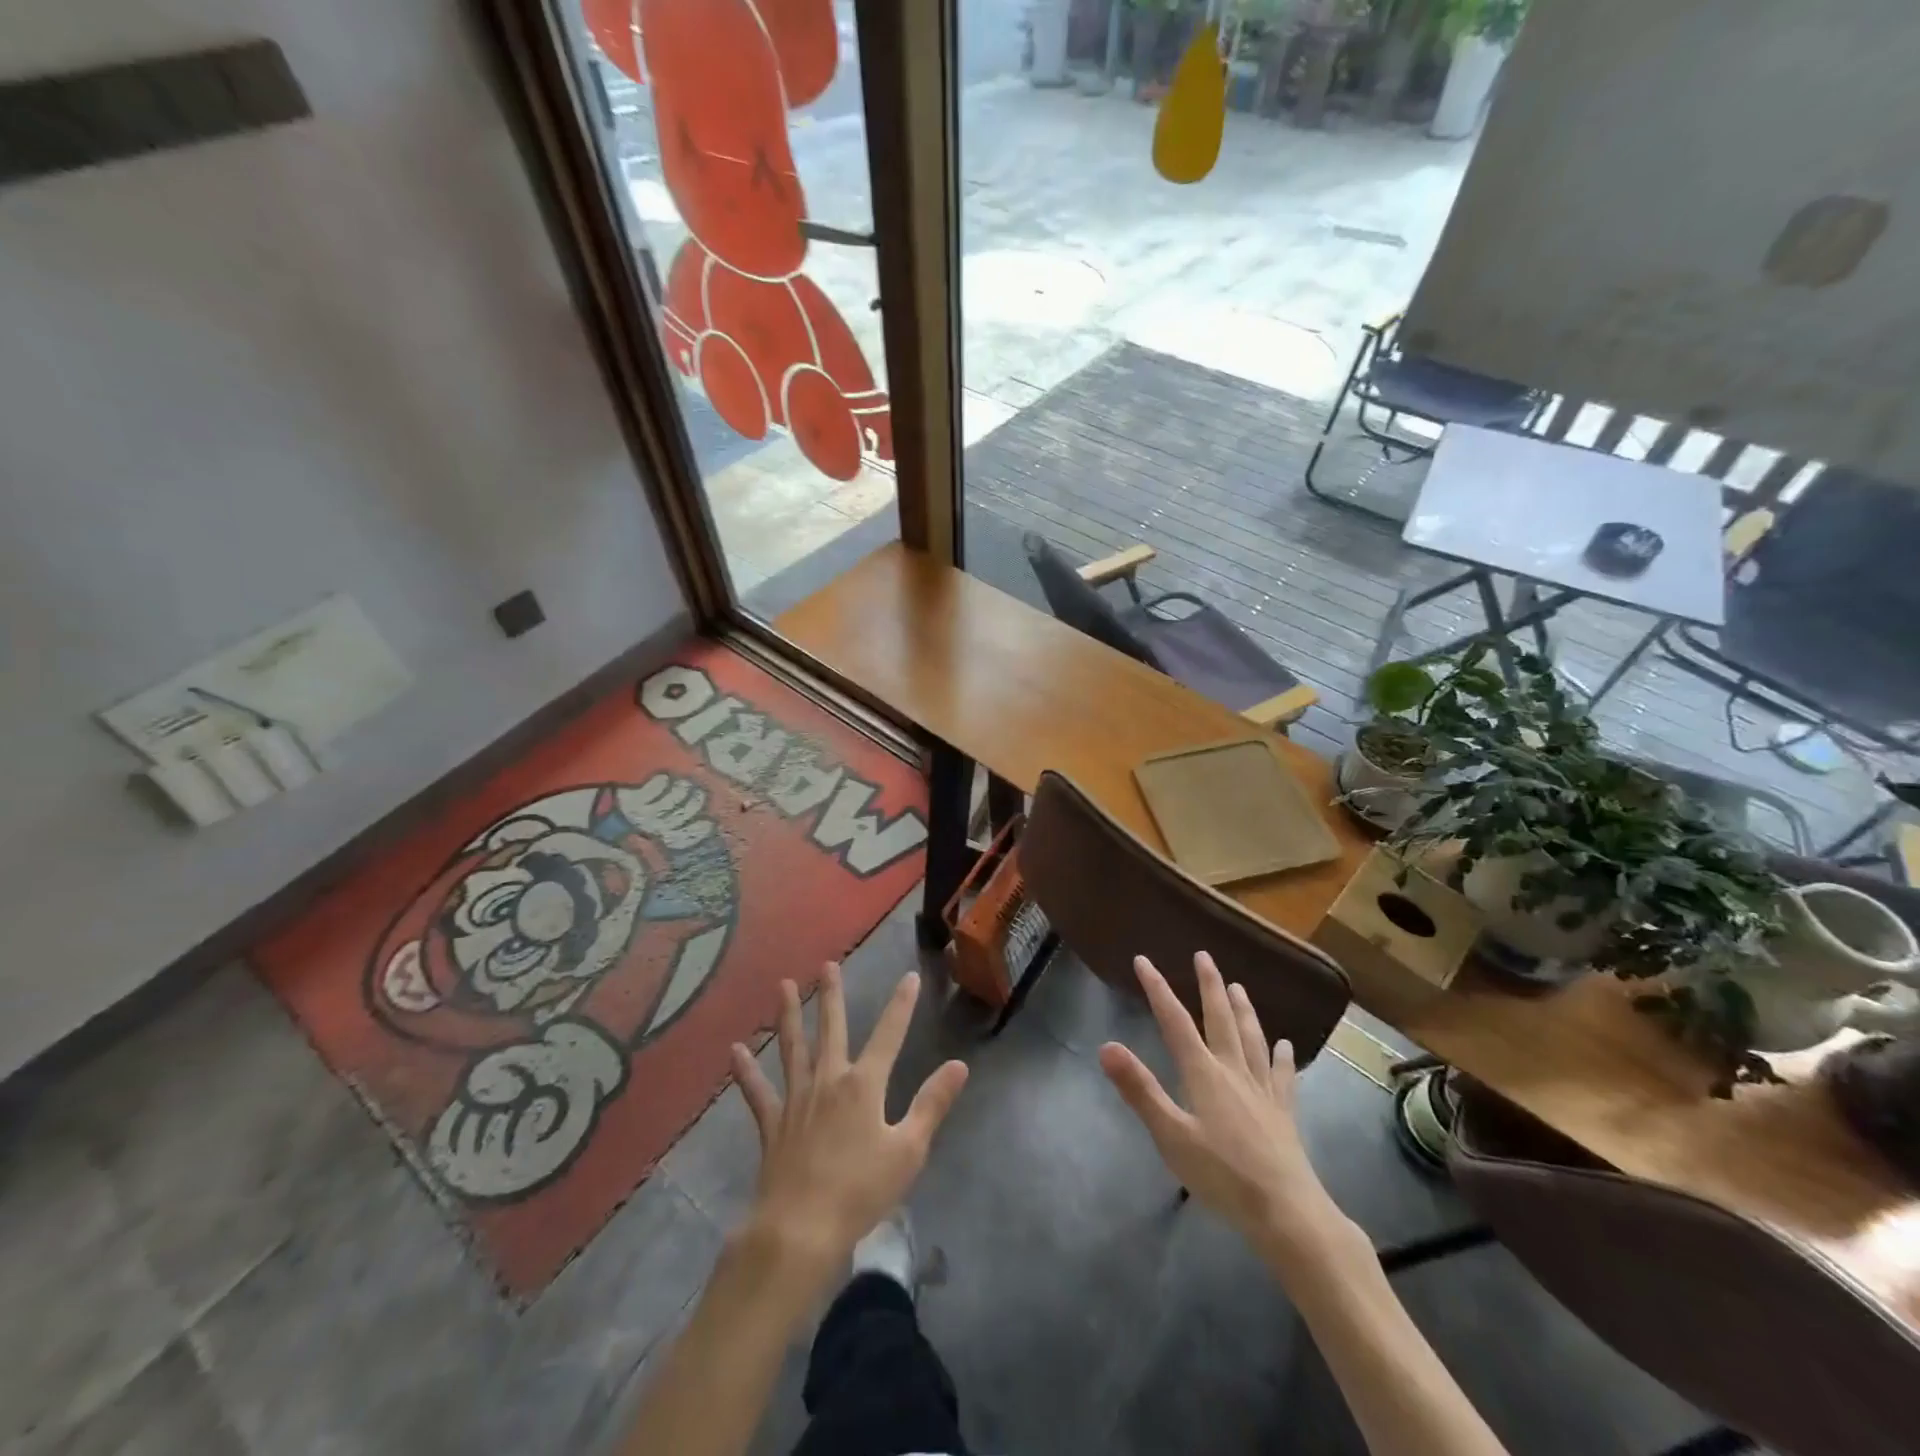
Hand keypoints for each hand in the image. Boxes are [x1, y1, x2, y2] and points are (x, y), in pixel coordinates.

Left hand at [730, 964, 968, 1291]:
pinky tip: (734, 1051)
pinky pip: (758, 1092)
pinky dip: (746, 1072)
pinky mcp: (772, 1124)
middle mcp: (828, 1080)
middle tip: (828, 964)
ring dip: (789, 1015)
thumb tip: (959, 1065)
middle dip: (832, 995)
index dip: (901, 1005)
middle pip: (831, 1029)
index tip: (909, 977)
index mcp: (864, 1084)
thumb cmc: (861, 1191)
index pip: (889, 1034)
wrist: (800, 1229)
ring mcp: (796, 1099)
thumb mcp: (909, 1150)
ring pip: (792, 1047)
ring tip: (784, 985)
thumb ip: (932, 1103)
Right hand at [1099, 953, 1347, 1264]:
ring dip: (1244, 1010)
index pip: (1175, 1021)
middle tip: (1204, 956)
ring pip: (1252, 1039)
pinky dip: (1281, 1057)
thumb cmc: (1222, 1176)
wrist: (1287, 1212)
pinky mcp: (1283, 1113)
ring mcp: (1262, 1091)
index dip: (1158, 989)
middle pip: (1221, 1019)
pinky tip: (1285, 1046)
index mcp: (1203, 1074)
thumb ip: (1140, 1090)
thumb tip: (1106, 1047)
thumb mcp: (1171, 1136)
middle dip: (1209, 986)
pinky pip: (1282, 1075)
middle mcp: (1234, 1071)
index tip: (1143, 961)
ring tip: (1238, 986)